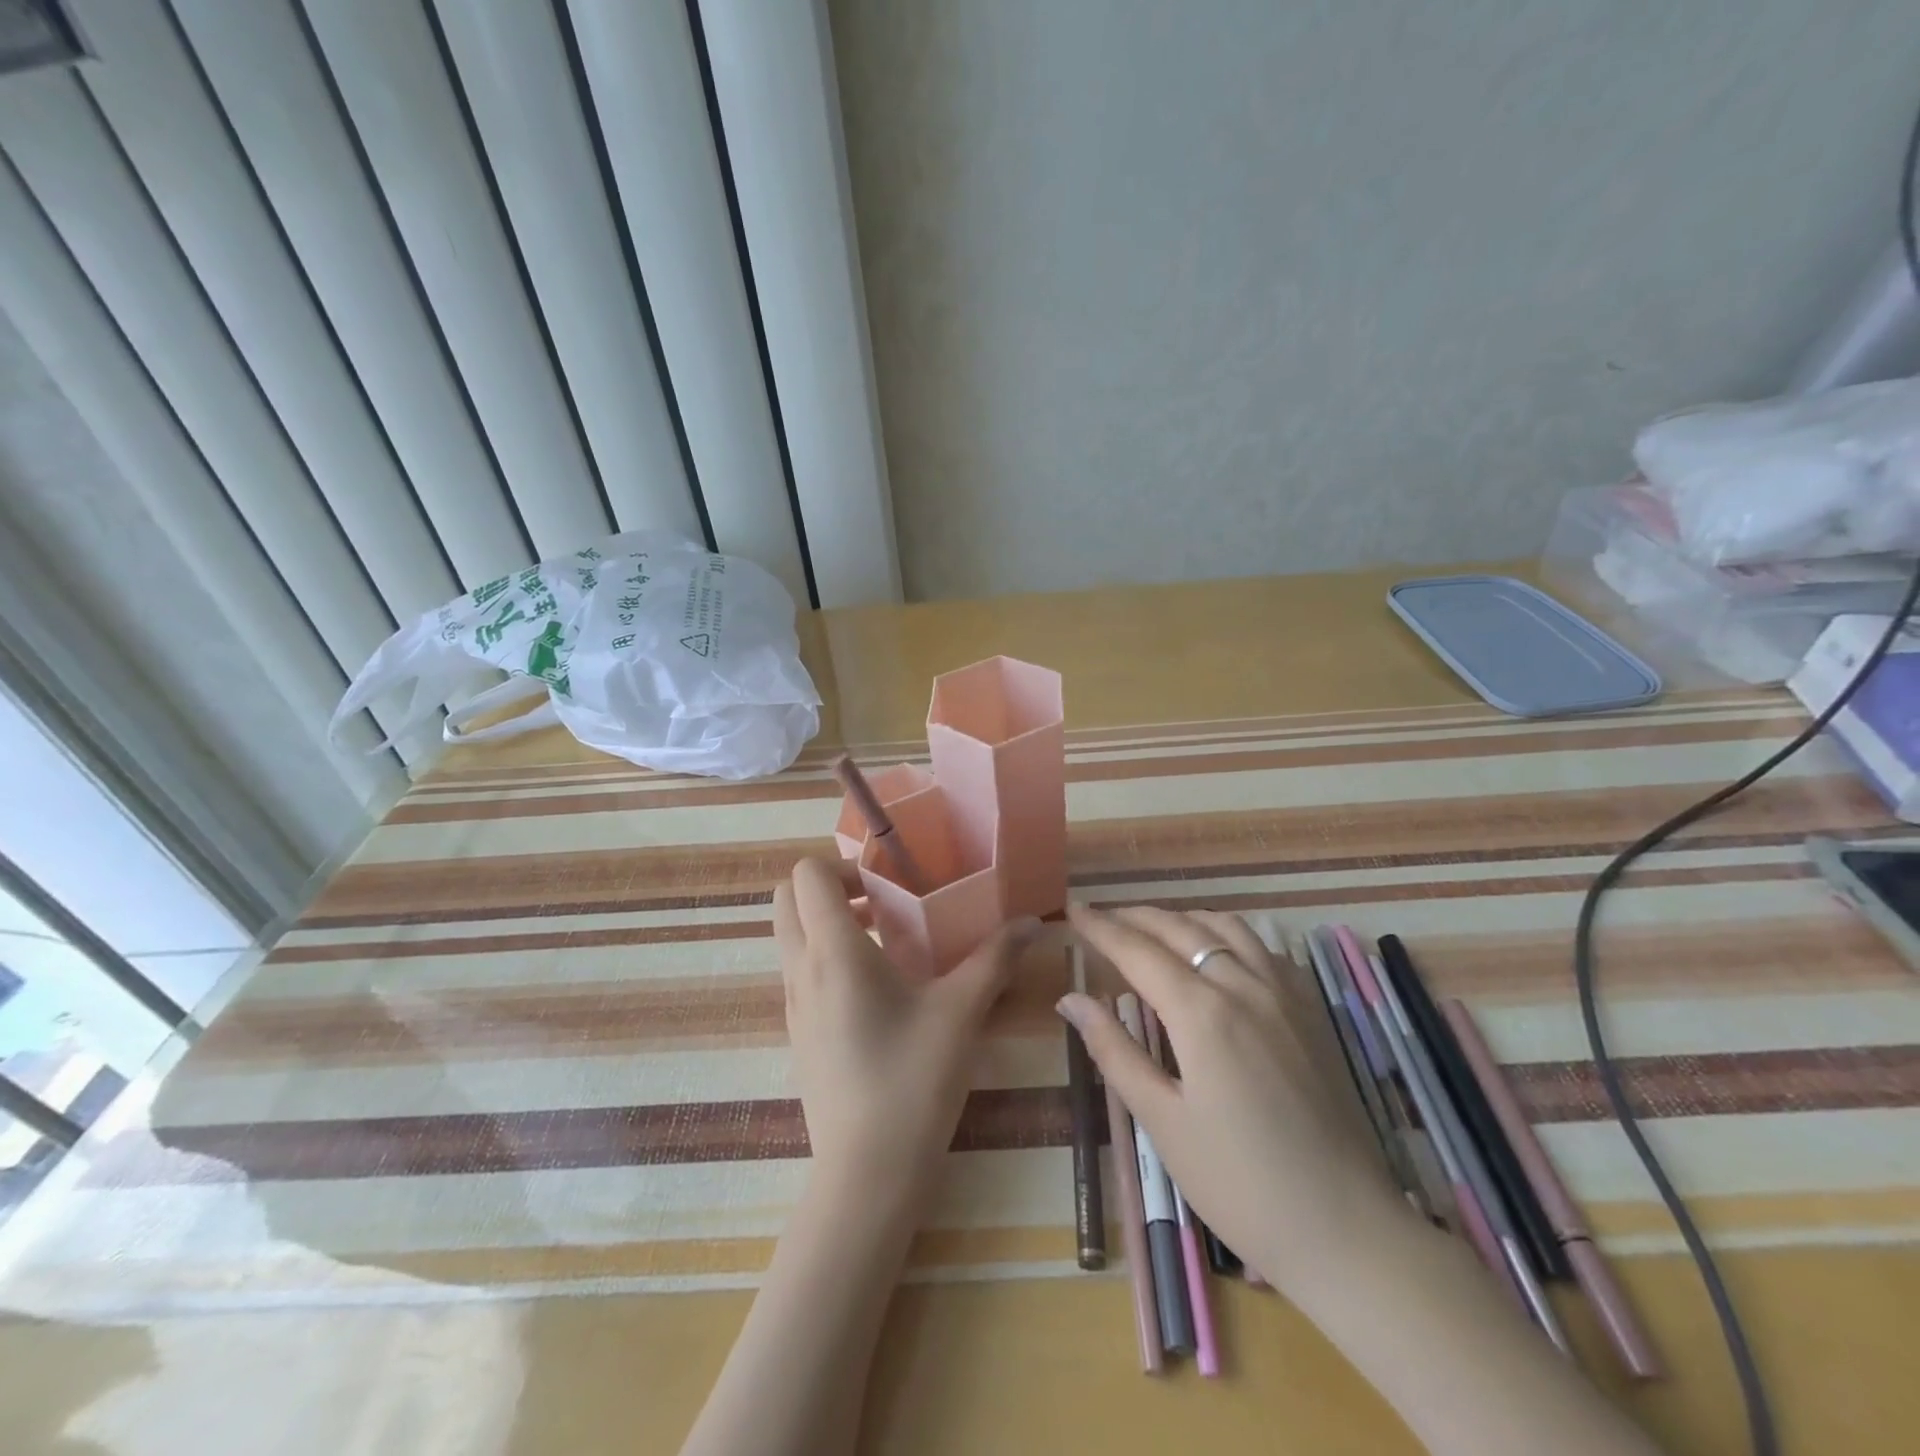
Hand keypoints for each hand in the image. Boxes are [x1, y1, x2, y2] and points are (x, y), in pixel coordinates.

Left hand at [774, 858, 1041, 1198]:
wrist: (867, 1175)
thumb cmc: (912, 1081)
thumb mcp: (961, 1012)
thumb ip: (995, 958)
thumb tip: (1031, 922)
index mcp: (833, 951)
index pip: (806, 874)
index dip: (844, 865)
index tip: (889, 883)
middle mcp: (801, 969)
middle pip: (788, 898)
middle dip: (829, 887)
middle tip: (883, 903)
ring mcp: (792, 1004)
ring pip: (791, 936)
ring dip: (829, 923)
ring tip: (888, 941)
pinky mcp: (797, 1033)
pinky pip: (800, 971)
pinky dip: (827, 957)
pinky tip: (879, 990)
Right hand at [1059, 906, 1407, 1292]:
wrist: (1348, 1231)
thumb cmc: (1240, 1184)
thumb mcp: (1163, 1122)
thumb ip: (1114, 1051)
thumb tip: (1071, 999)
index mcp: (1202, 1013)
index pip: (1137, 951)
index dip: (1101, 928)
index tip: (1073, 909)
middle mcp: (1244, 986)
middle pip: (1180, 930)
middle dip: (1135, 916)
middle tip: (1102, 915)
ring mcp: (1284, 995)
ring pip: (1226, 928)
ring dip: (1183, 919)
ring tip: (1153, 927)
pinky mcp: (1310, 1012)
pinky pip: (1263, 948)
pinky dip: (1227, 935)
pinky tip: (1219, 953)